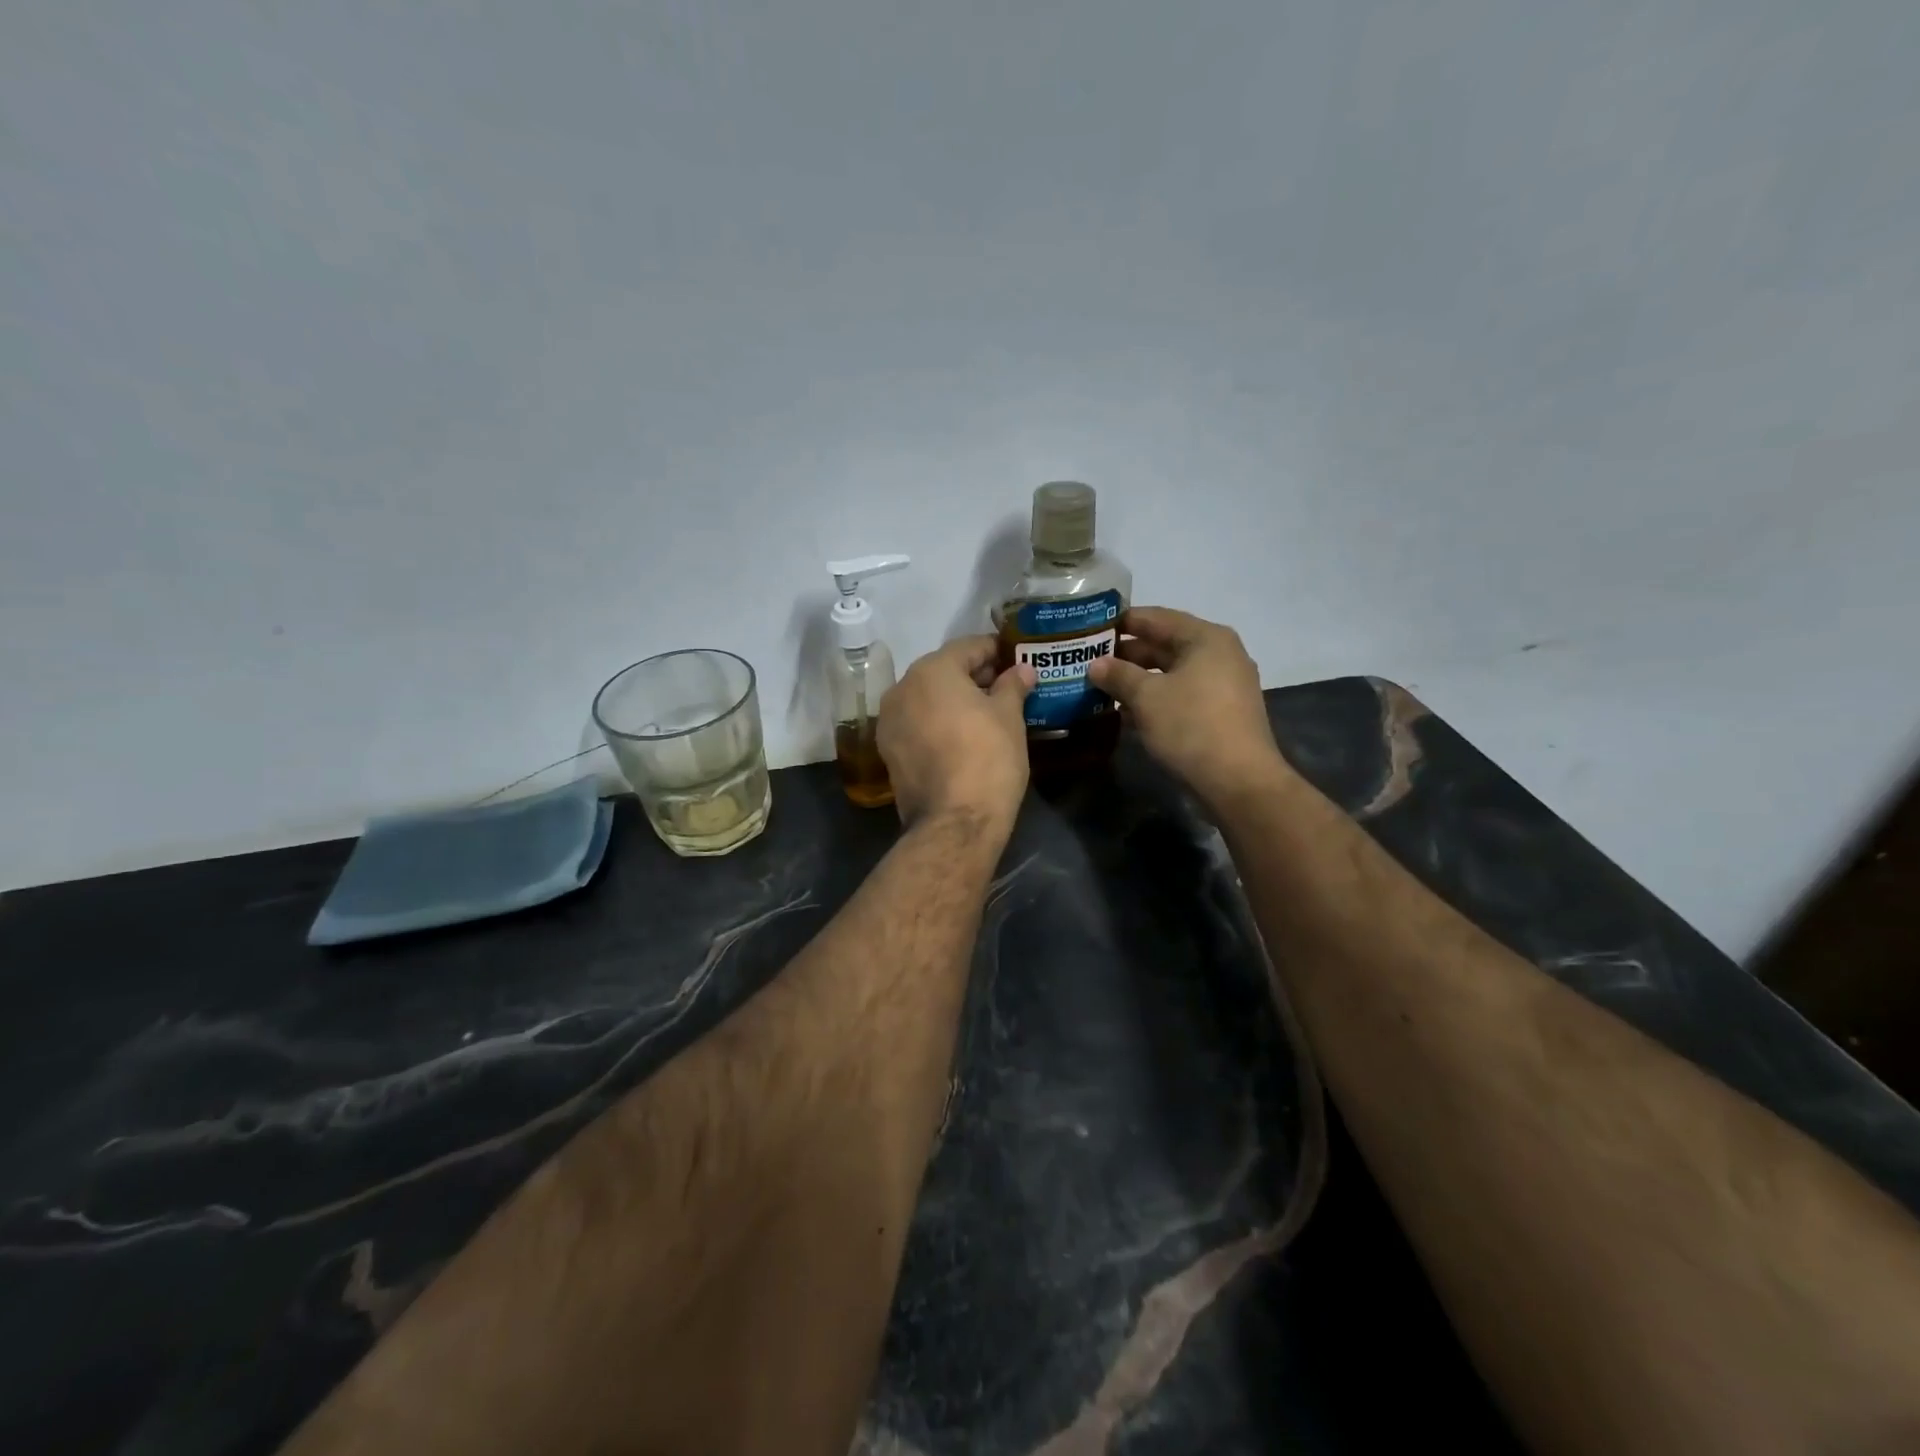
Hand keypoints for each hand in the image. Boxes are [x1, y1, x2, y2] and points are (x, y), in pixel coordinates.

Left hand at [878, 636, 1033, 830]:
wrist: (954, 822)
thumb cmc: (988, 759)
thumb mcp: (1009, 717)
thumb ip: (1012, 685)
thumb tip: (1022, 670)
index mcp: (931, 671)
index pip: (968, 647)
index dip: (995, 651)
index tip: (1016, 660)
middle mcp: (902, 688)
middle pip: (942, 671)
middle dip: (973, 676)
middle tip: (1005, 688)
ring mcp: (889, 721)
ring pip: (927, 698)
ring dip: (953, 700)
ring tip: (985, 714)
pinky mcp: (888, 750)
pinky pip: (917, 723)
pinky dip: (937, 722)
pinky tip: (961, 736)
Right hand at [1087, 607, 1286, 809]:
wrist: (1238, 781)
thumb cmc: (1191, 726)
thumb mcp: (1146, 697)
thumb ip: (1118, 675)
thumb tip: (1096, 665)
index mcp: (1205, 638)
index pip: (1156, 618)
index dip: (1121, 622)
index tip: (1089, 628)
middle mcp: (1219, 654)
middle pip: (1165, 645)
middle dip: (1126, 655)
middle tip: (1089, 661)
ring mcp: (1224, 685)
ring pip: (1171, 673)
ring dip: (1138, 680)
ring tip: (1101, 688)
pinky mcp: (1221, 713)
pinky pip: (1181, 695)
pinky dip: (1155, 700)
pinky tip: (1126, 714)